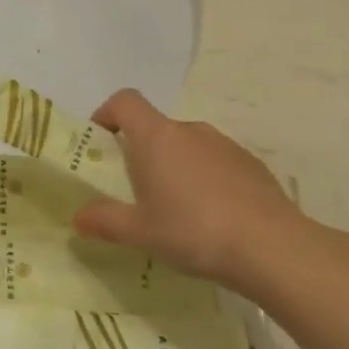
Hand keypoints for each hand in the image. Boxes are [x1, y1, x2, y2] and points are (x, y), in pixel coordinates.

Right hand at [71, 89, 319, 289]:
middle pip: (156, 128)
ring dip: (175, 167)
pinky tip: (211, 218)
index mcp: (157, 137)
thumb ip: (104, 221)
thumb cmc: (193, 230)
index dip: (108, 114)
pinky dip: (205, 180)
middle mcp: (191, 131)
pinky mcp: (252, 165)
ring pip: (188, 146)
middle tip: (136, 191)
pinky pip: (216, 163)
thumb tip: (77, 219)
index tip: (101, 142)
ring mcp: (225, 145)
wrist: (271, 247)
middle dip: (141, 153)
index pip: (126, 101)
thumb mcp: (140, 232)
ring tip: (176, 210)